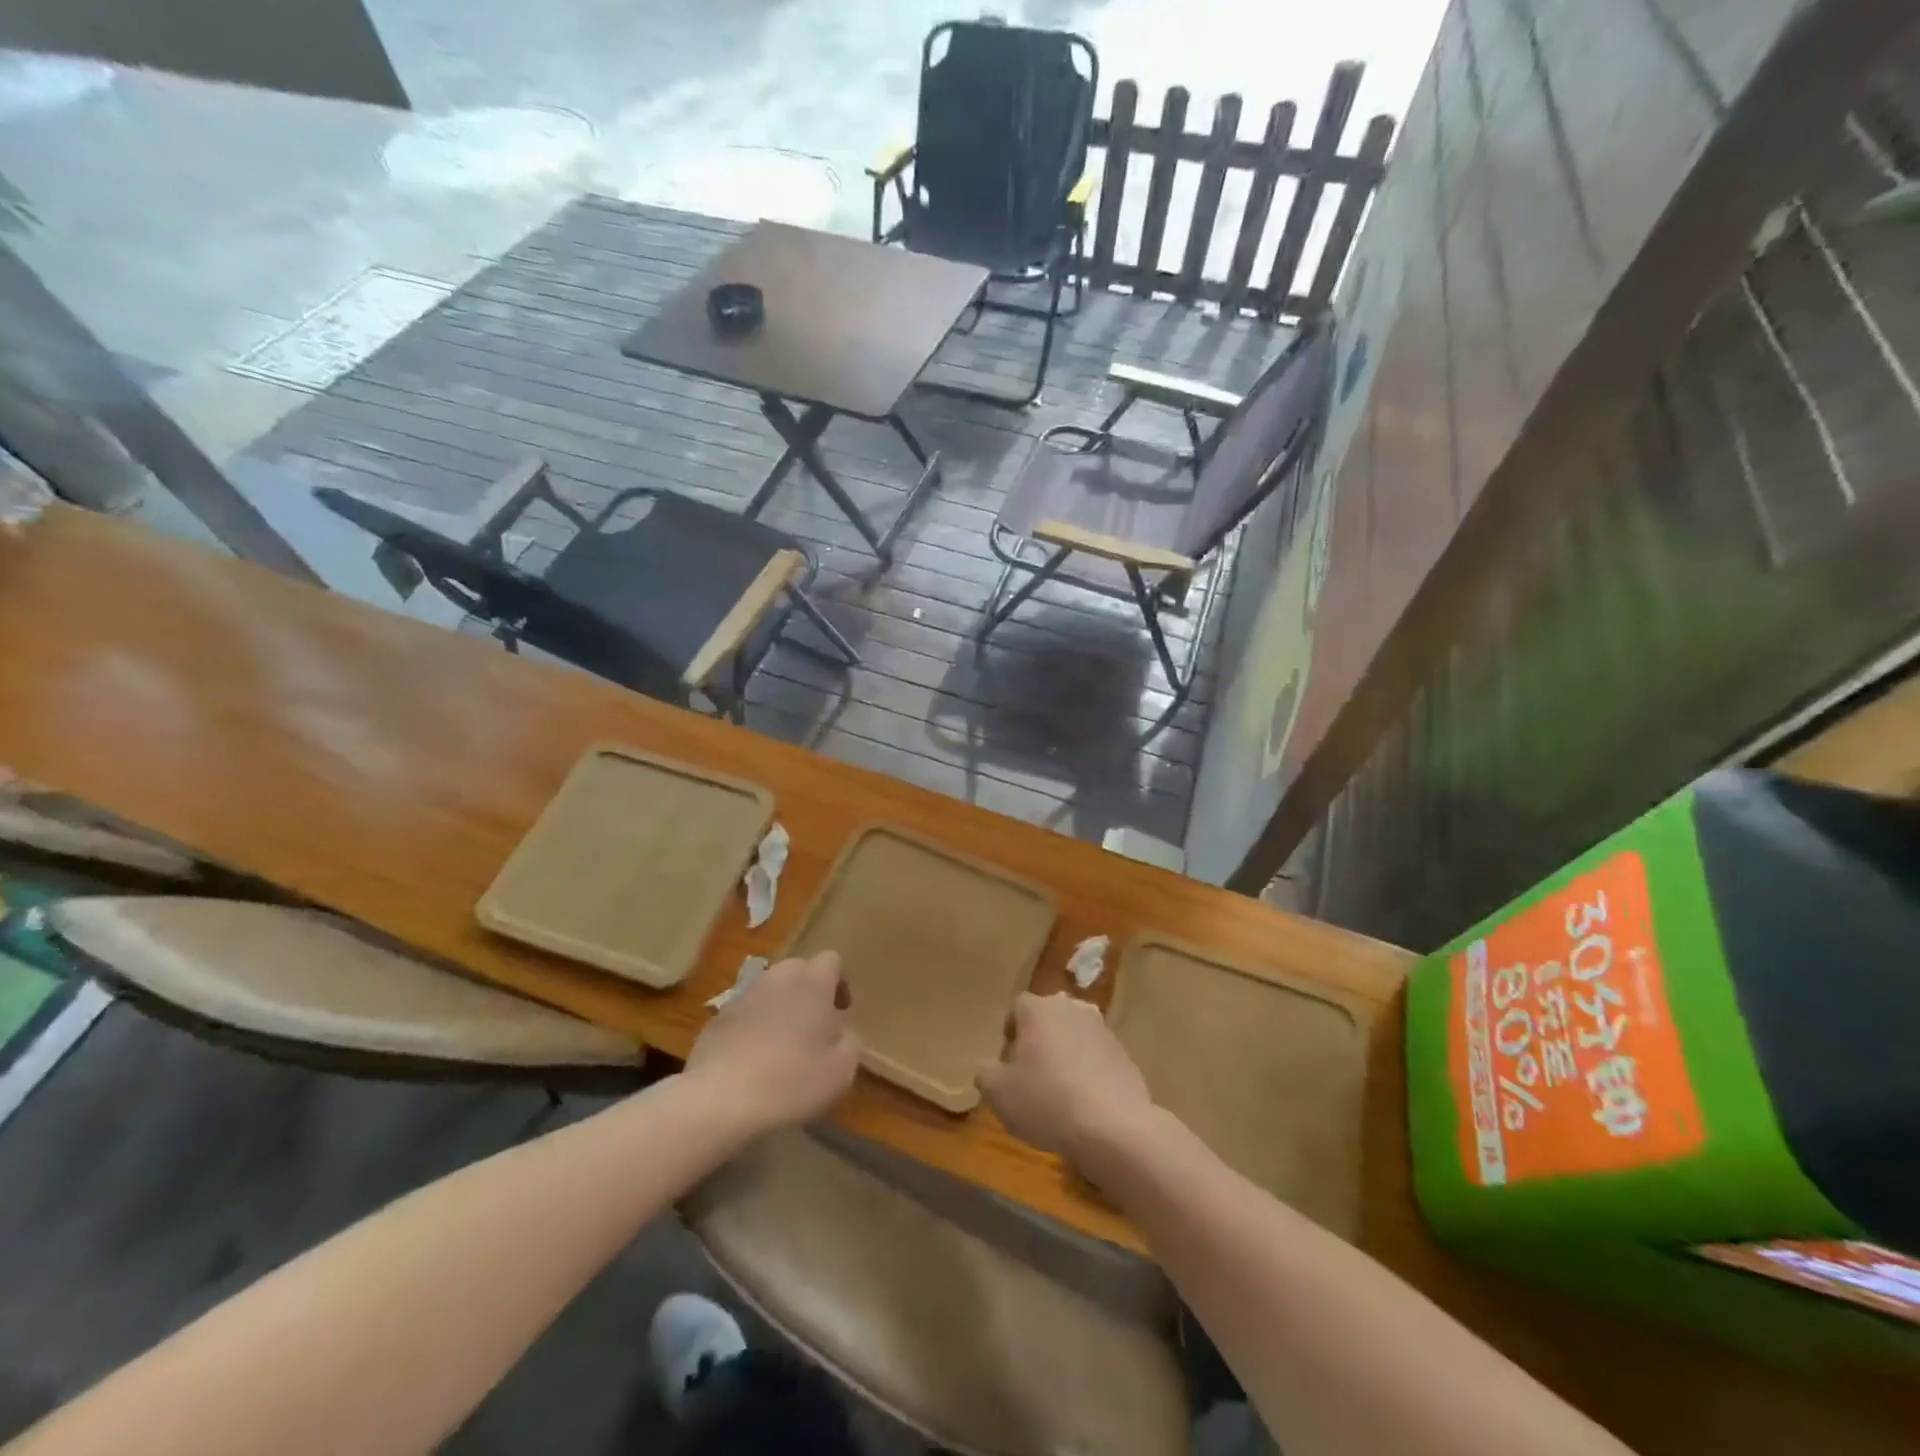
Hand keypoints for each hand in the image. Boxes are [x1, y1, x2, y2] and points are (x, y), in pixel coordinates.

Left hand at [685, 951, 860, 1132]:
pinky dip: (753, 1026)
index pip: (831, 960)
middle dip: (809, 990)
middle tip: (814, 1026)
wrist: (719, 1099)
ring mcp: (743, 996)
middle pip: (798, 968)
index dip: (840, 982)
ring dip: (779, 1006)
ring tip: (782, 1044)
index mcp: (812, 984)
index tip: (841, 1011)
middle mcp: (777, 979)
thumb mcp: (841, 1070)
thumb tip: (842, 1033)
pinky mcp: (716, 1019)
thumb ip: (850, 1043)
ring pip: (769, 989)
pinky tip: (752, 1060)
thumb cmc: (790, 1080)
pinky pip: (744, 1012)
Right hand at [978, 993, 1155, 1170]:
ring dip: (1065, 1055)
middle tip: (1031, 1075)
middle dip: (1038, 1040)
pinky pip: (1097, 1058)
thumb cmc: (1047, 1101)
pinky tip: (1084, 1104)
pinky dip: (1088, 1072)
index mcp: (1039, 1009)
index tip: (1007, 1063)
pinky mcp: (1124, 1055)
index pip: (1017, 1007)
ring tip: (1059, 1092)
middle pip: (1048, 1018)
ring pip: (1074, 1036)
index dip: (1009, 1033)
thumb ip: (986, 1072)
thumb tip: (990, 1067)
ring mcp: (1103, 1030)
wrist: (1113, 1128)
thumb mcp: (998, 1093)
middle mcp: (1072, 1009)